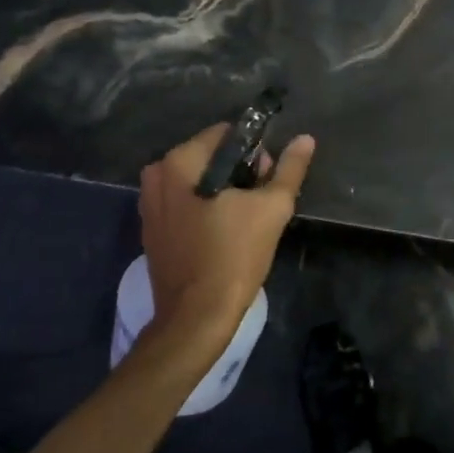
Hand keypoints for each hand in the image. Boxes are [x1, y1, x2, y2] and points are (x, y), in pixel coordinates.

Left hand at [139, 123, 315, 346]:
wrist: (196, 318)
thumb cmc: (233, 256)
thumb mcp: (272, 208)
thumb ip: (289, 169)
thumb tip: (305, 139)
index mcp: (178, 162)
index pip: (224, 134)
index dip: (253, 150)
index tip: (268, 176)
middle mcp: (156, 176)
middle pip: (209, 158)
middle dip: (238, 172)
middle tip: (261, 199)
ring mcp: (149, 206)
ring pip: (196, 182)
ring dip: (222, 192)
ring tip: (246, 218)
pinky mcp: (151, 232)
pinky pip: (184, 205)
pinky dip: (204, 210)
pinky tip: (224, 233)